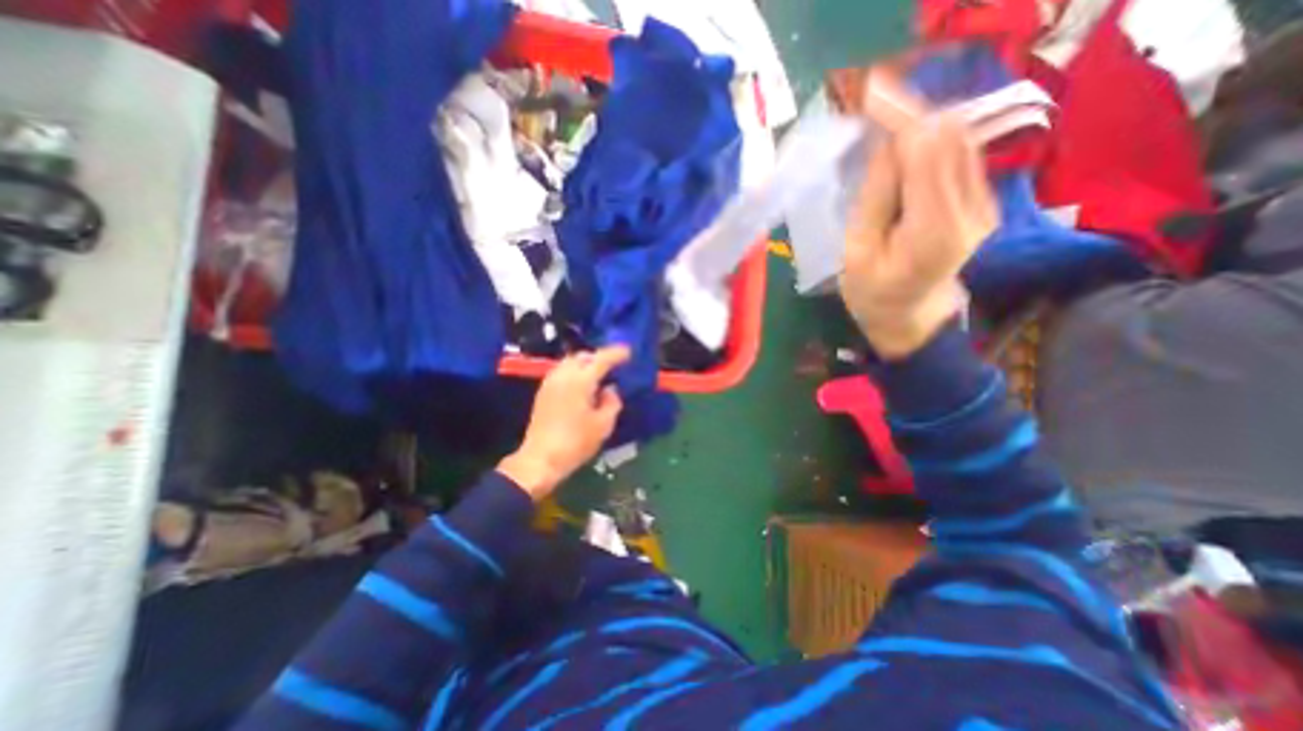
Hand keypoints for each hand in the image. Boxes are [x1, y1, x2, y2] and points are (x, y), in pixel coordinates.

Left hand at [498, 347, 628, 498]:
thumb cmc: (576, 442)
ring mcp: (550, 382)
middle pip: (583, 356)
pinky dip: (574, 372)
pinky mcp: (543, 392)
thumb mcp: (603, 425)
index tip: (628, 352)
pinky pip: (561, 372)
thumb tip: (611, 390)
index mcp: (581, 380)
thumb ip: (612, 402)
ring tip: (598, 375)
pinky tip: (582, 386)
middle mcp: (563, 375)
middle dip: (599, 357)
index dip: (616, 354)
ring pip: (570, 362)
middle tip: (613, 366)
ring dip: (585, 364)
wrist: (541, 459)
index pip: (601, 359)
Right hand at [839, 112, 999, 358]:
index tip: (870, 92)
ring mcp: (985, 204)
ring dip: (922, 124)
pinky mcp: (984, 201)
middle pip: (950, 137)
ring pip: (960, 140)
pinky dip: (932, 142)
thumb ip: (874, 198)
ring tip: (885, 121)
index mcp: (932, 230)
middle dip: (911, 113)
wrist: (911, 317)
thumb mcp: (856, 253)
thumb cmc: (872, 294)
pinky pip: (961, 156)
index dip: (899, 116)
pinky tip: (906, 147)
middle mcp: (971, 209)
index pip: (926, 151)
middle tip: (872, 104)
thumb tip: (885, 145)